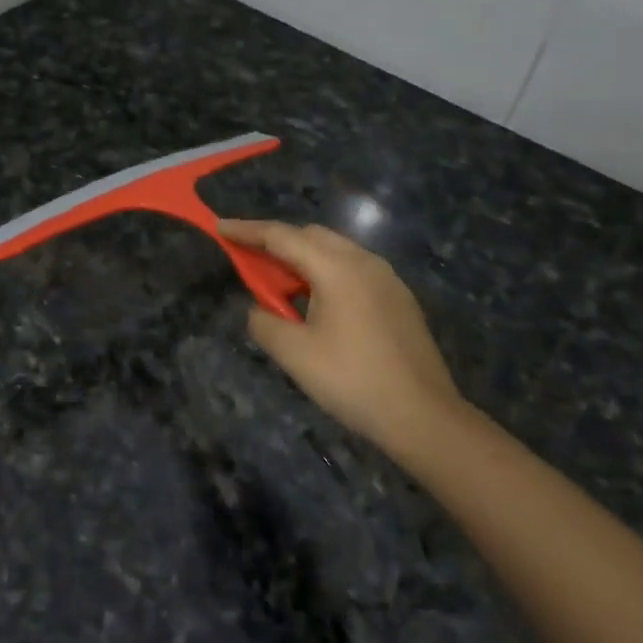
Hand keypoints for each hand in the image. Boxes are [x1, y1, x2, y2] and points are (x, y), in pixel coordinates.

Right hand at [219, 220, 467, 462]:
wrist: (422, 416)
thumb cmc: (352, 380)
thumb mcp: (294, 354)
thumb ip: (264, 322)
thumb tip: (260, 310)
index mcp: (336, 268)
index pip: (282, 236)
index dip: (247, 230)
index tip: (219, 227)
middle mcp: (364, 262)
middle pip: (311, 236)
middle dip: (277, 243)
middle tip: (250, 264)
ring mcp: (387, 279)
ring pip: (335, 252)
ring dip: (303, 260)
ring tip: (282, 289)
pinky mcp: (399, 299)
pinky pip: (354, 271)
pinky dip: (326, 274)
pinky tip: (318, 306)